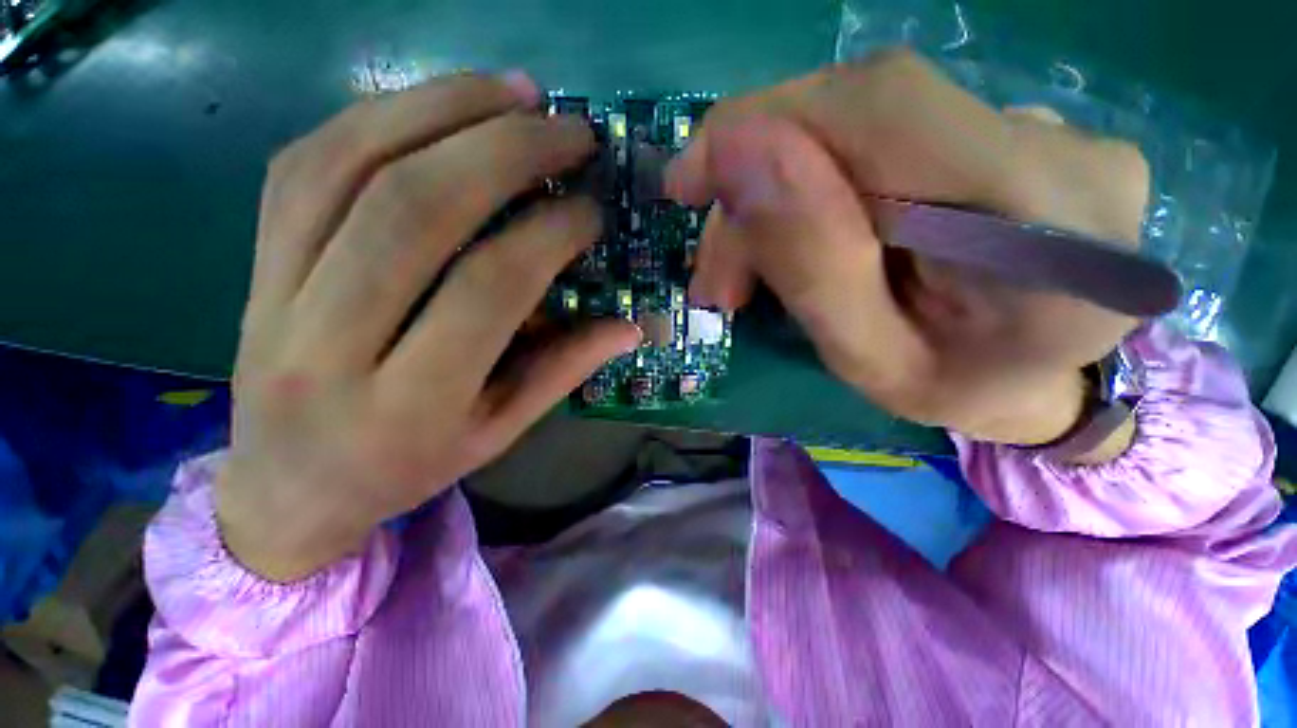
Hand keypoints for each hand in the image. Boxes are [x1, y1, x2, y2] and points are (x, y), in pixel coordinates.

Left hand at [217, 73, 640, 581]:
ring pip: (349, 167)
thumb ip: (563, 372)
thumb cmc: (407, 467)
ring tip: (513, 91)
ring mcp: (273, 294)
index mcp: (410, 403)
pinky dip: (376, 116)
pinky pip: (303, 165)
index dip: (548, 234)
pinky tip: (436, 103)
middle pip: (415, 210)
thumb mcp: (498, 433)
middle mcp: (330, 343)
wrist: (287, 488)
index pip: (489, 289)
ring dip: (440, 108)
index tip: (590, 208)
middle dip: (503, 149)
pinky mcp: (251, 263)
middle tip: (567, 127)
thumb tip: (631, 326)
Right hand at [666, 50, 1148, 451]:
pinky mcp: (1017, 130)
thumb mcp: (867, 361)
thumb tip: (738, 157)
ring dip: (783, 193)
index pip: (880, 108)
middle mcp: (1062, 149)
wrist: (1037, 382)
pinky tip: (803, 237)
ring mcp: (1049, 128)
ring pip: (865, 126)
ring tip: (745, 273)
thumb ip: (811, 267)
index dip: (763, 125)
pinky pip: (888, 136)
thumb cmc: (953, 392)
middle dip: (759, 184)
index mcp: (1042, 228)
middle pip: (861, 113)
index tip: (688, 181)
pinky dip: (823, 183)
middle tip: (717, 271)